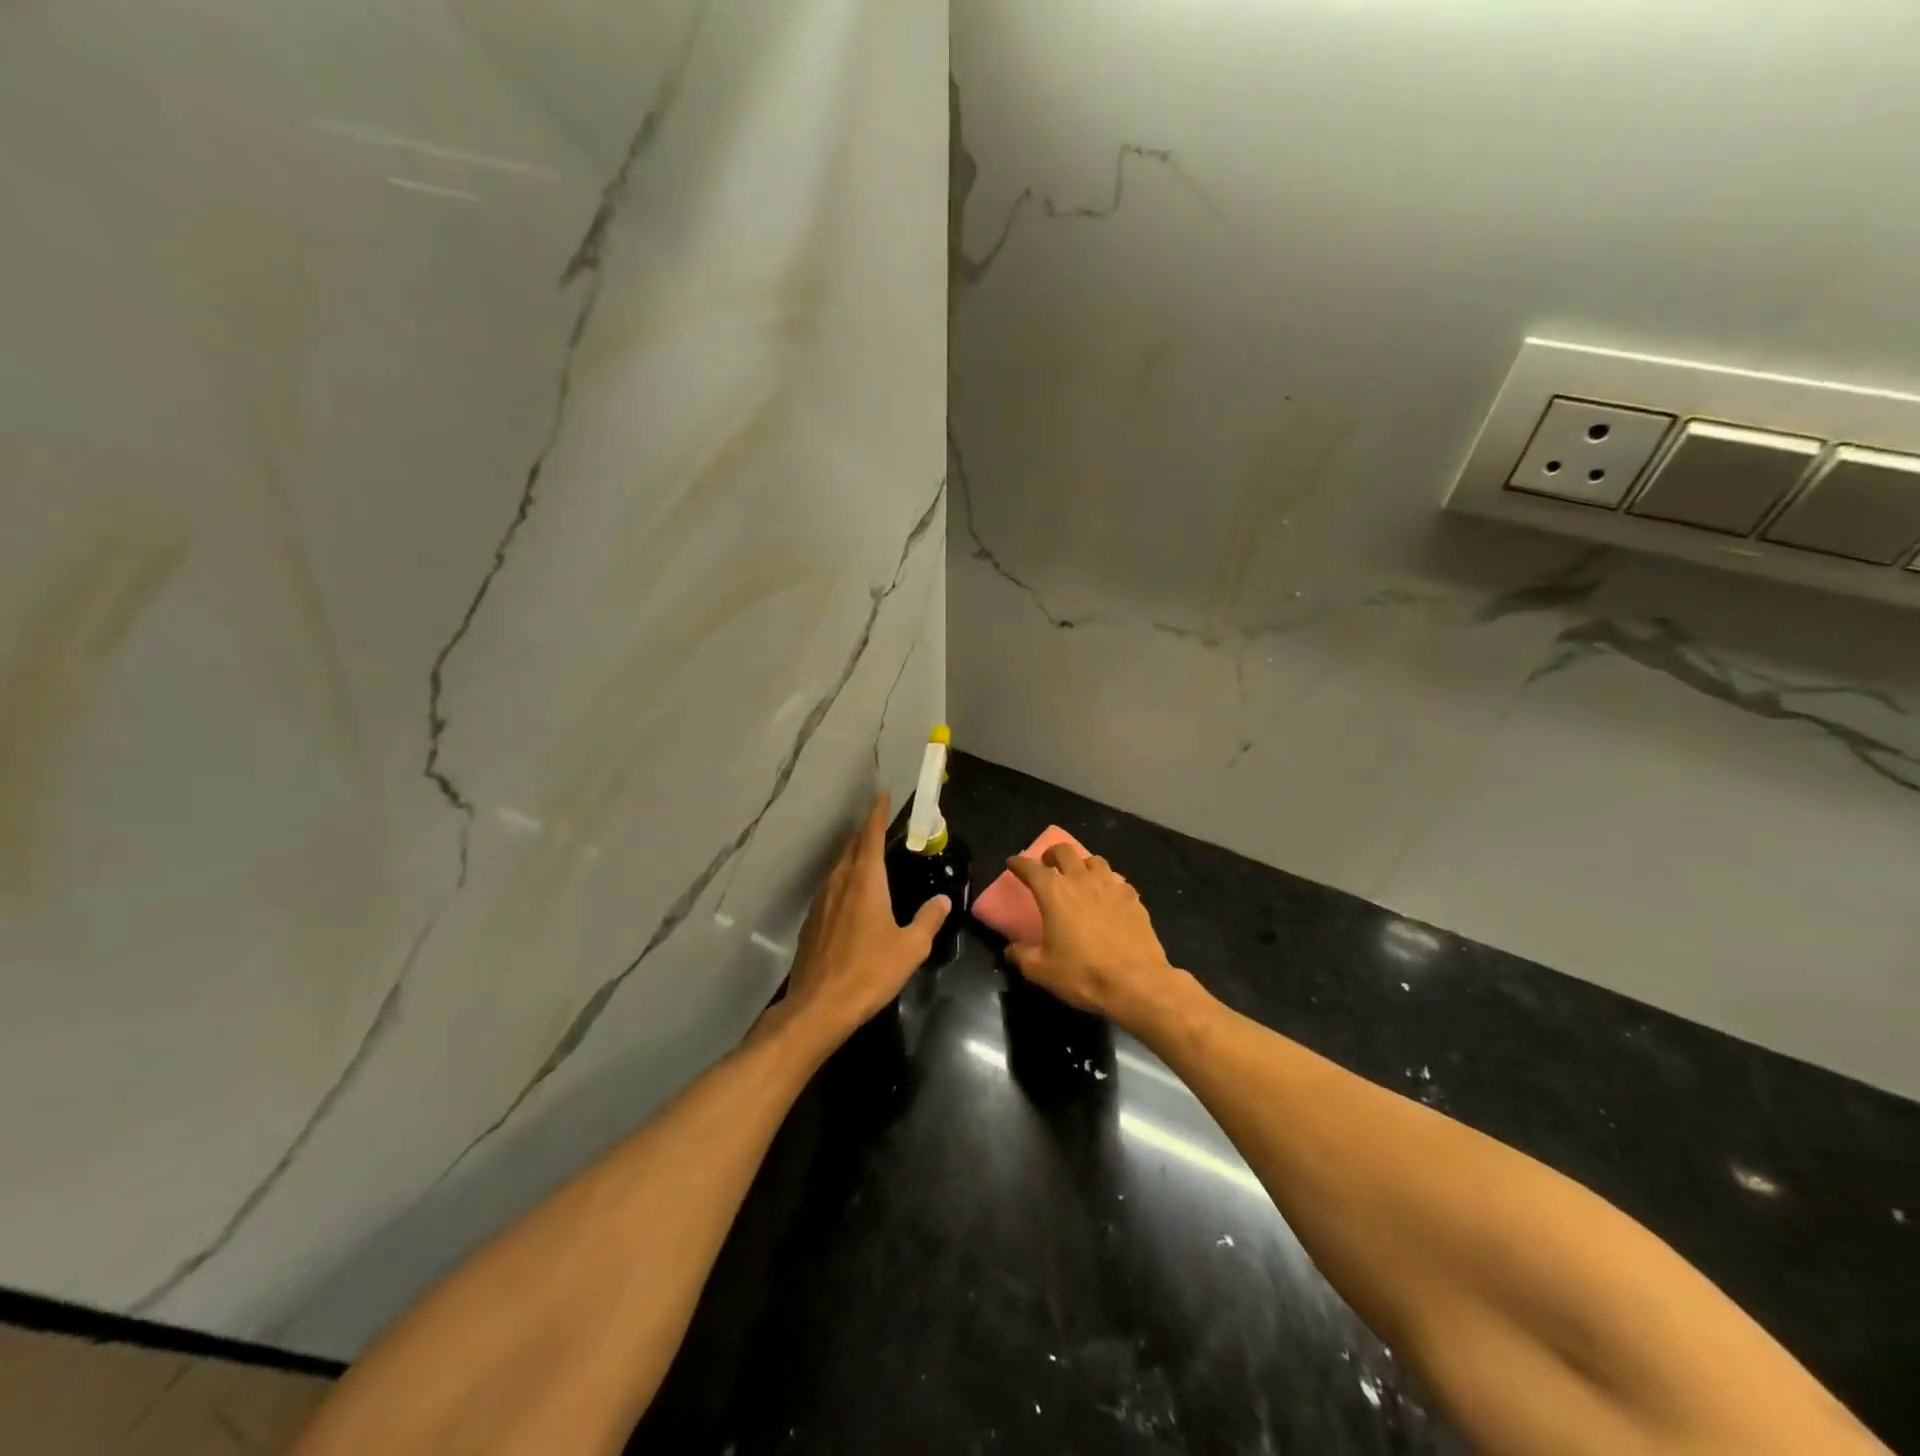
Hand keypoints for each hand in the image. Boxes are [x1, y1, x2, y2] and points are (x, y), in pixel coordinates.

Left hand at [780, 792, 948, 1047]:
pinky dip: (843, 877)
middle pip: (851, 847)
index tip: (882, 795)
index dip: (877, 814)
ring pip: (838, 866)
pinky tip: (850, 892)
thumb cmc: (869, 972)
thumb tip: (943, 900)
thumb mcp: (911, 948)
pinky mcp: (811, 921)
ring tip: (866, 852)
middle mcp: (839, 883)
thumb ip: (928, 920)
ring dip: (852, 853)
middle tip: (879, 822)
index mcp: (865, 882)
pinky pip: (830, 886)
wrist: (819, 1006)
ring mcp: (821, 901)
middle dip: (865, 831)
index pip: (870, 836)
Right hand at [1005, 844, 1183, 1026]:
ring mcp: (1111, 886)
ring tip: (1080, 877)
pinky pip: (1117, 881)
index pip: (1031, 868)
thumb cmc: (1083, 974)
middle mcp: (1082, 880)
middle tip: (1048, 865)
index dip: (1019, 863)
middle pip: (1065, 851)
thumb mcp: (1042, 971)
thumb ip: (1021, 955)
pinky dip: (1108, 884)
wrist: (1137, 983)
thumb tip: (1011, 949)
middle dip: (1052, 854)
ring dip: (1082, 864)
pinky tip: (1108, 898)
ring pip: (1094, 860)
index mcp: (1055, 892)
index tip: (1013, 863)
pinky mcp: (1133, 898)